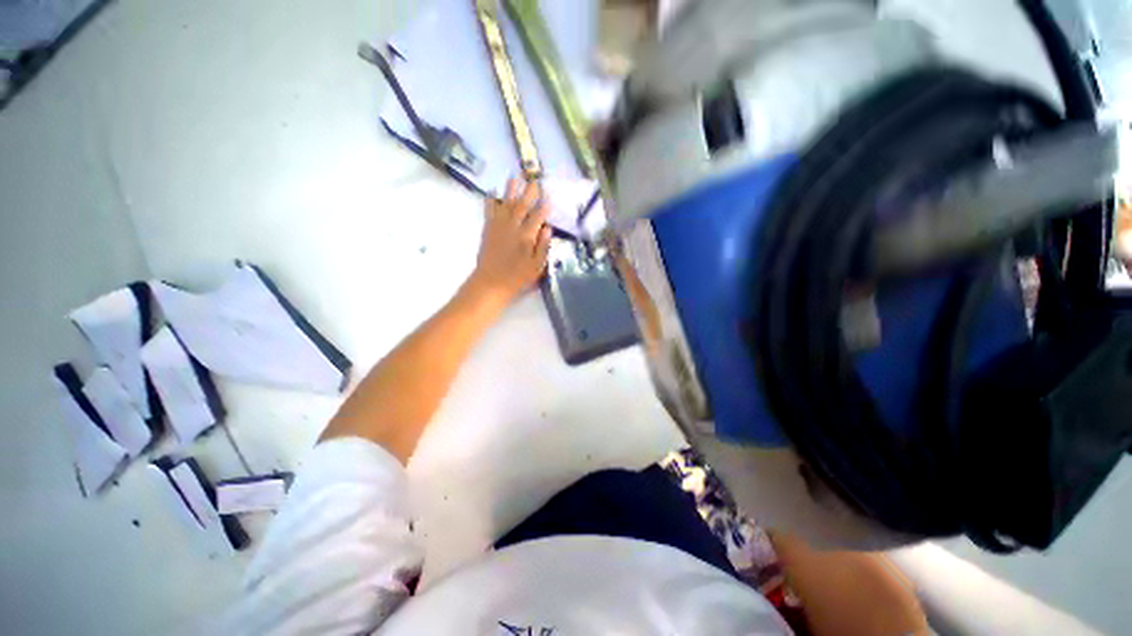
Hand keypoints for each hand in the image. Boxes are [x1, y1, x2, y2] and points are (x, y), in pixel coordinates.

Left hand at [467, 179, 552, 304]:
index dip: (544, 206)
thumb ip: (543, 246)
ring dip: (511, 189)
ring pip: (506, 203)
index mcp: (527, 237)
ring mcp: (499, 226)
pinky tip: (493, 192)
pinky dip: (491, 200)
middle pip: (523, 205)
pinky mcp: (488, 229)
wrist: (491, 282)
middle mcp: (513, 227)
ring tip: (514, 176)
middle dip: (529, 191)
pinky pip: (489, 210)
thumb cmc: (517, 277)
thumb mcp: (537, 267)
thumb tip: (548, 228)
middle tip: (535, 180)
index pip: (538, 217)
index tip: (549, 197)